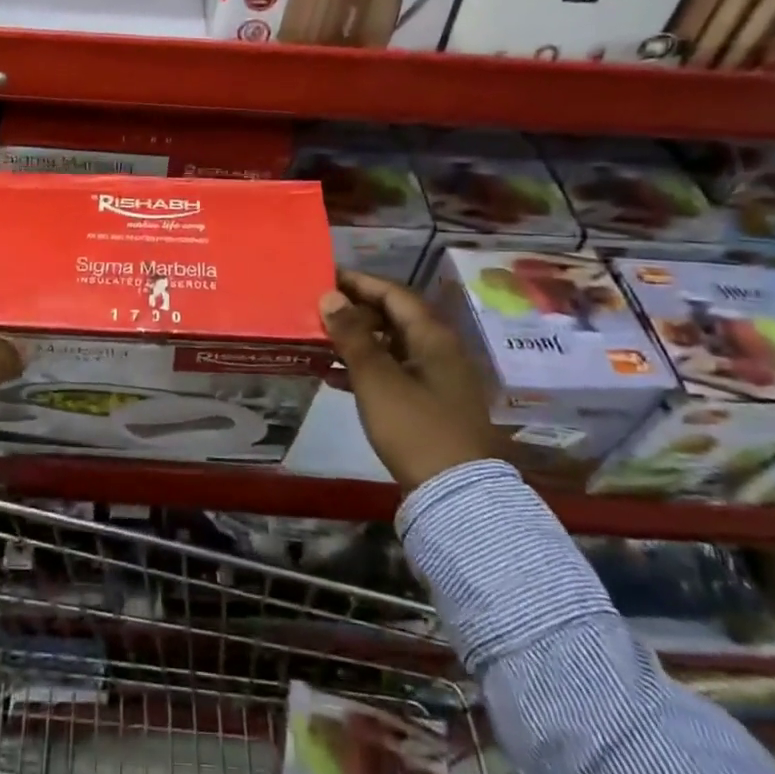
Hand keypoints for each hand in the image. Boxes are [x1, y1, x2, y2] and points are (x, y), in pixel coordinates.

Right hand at [318, 269, 501, 490]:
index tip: (326, 278)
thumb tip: (330, 296)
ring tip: (320, 342)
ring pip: (391, 346)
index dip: (359, 282)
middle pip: (394, 317)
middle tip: (318, 312)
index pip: (393, 293)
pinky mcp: (430, 405)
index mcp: (432, 336)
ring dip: (357, 341)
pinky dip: (366, 369)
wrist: (456, 495)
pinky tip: (334, 378)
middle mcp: (439, 350)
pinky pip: (393, 372)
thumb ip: (352, 336)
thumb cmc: (415, 427)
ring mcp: (437, 379)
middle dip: (355, 312)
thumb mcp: (376, 379)